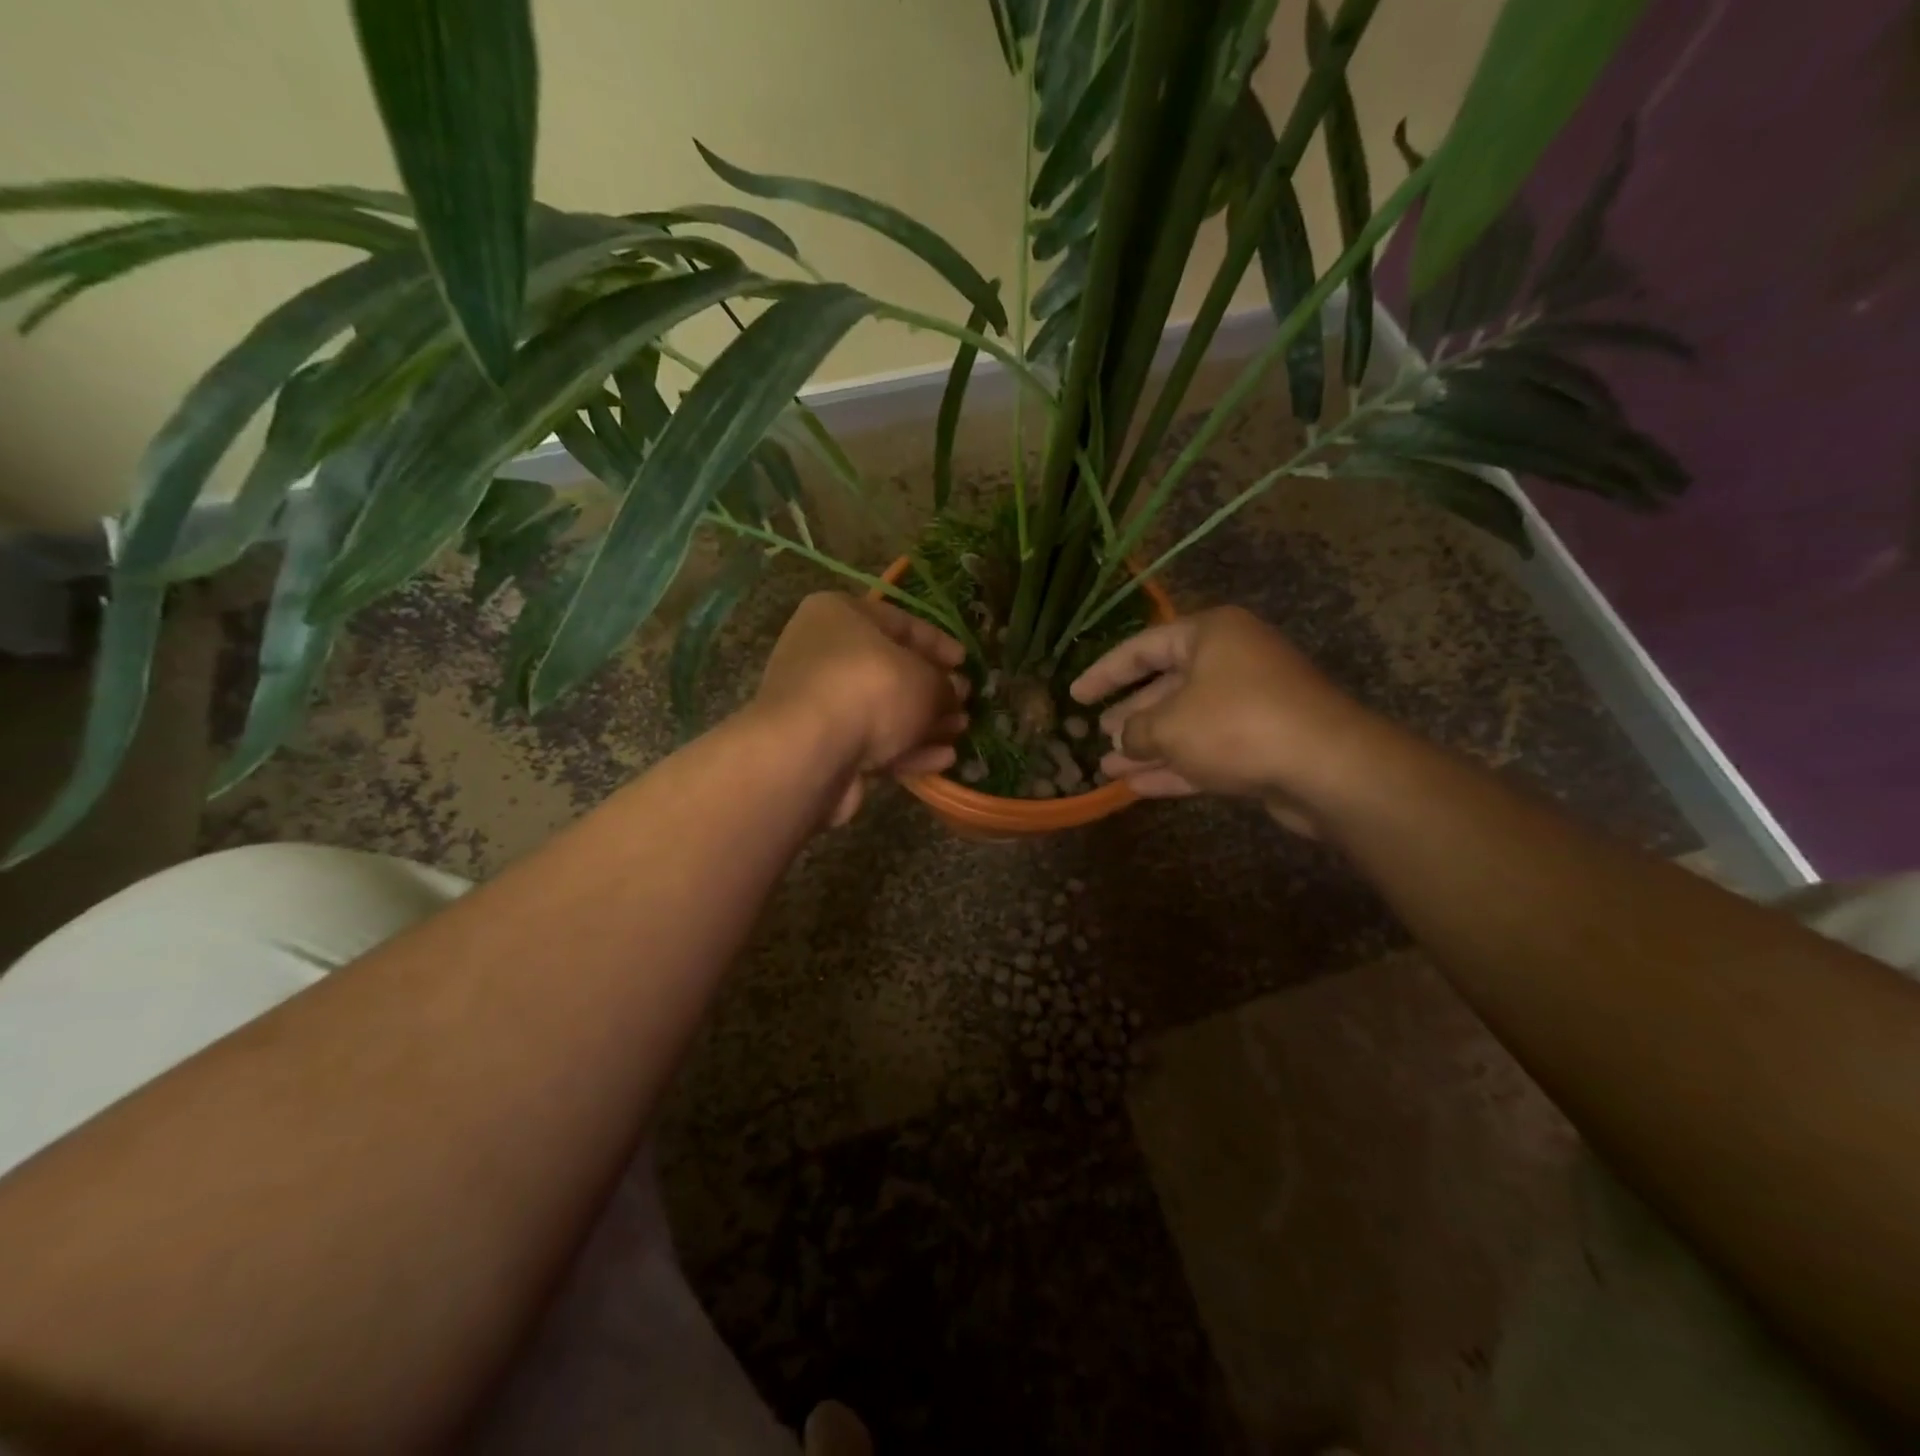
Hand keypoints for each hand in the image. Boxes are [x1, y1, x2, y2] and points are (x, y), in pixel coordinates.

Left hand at [754, 593, 969, 824]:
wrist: (809, 753)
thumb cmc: (870, 690)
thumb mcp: (925, 679)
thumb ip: (945, 685)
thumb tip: (954, 693)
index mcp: (839, 615)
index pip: (900, 622)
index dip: (938, 643)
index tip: (966, 663)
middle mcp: (821, 653)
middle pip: (890, 669)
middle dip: (932, 689)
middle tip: (965, 703)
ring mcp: (817, 702)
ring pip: (882, 710)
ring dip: (923, 723)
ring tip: (960, 732)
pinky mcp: (819, 746)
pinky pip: (870, 742)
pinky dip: (905, 749)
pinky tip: (942, 760)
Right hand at [1069, 606, 1375, 834]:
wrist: (1327, 768)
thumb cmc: (1236, 725)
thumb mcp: (1169, 725)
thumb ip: (1136, 731)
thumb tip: (1124, 741)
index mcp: (1210, 636)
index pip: (1142, 648)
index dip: (1103, 673)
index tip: (1075, 695)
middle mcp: (1231, 663)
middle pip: (1166, 686)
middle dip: (1130, 715)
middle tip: (1096, 733)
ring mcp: (1250, 706)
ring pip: (1185, 724)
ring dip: (1147, 748)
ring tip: (1107, 768)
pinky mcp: (1262, 746)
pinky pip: (1206, 752)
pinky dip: (1173, 768)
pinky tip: (1137, 788)